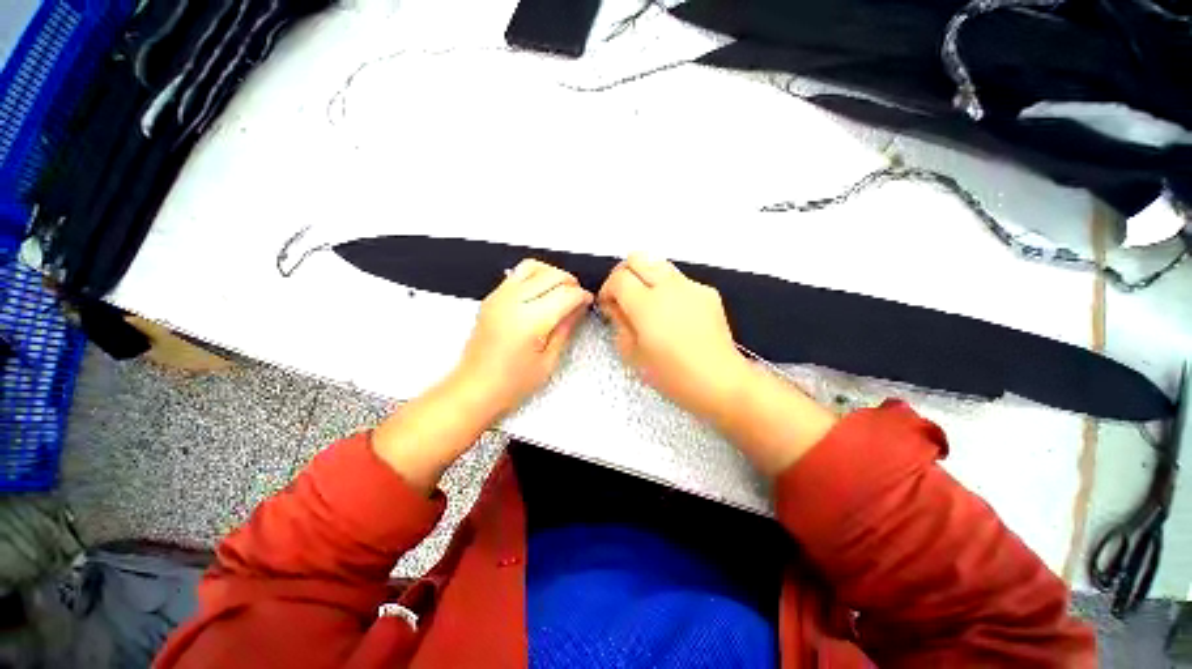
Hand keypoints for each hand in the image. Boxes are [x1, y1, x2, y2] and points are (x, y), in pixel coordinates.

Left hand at [449, 259, 592, 416]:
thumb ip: (565, 329)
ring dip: (552, 274)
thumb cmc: (511, 383)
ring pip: (533, 266)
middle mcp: (513, 302)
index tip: (588, 301)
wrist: (475, 387)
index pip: (566, 294)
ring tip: (561, 290)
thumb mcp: (548, 361)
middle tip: (577, 298)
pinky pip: (517, 274)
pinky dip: (535, 276)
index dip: (582, 295)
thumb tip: (579, 308)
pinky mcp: (491, 298)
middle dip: (571, 283)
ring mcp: (499, 297)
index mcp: (530, 321)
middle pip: (551, 275)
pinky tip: (541, 292)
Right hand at [598, 254, 750, 420]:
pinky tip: (674, 314)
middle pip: (638, 257)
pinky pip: (680, 280)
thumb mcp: (633, 355)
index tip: (608, 305)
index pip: (619, 278)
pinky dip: (669, 290)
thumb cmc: (672, 375)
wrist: (720, 381)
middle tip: (623, 295)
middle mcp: (669, 287)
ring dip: (646, 278)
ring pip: (660, 264)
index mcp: (647, 305)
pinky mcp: (708, 292)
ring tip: (649, 304)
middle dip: (624, 273)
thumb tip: (615, 305)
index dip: (607, 289)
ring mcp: (691, 286)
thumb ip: (619, 323)